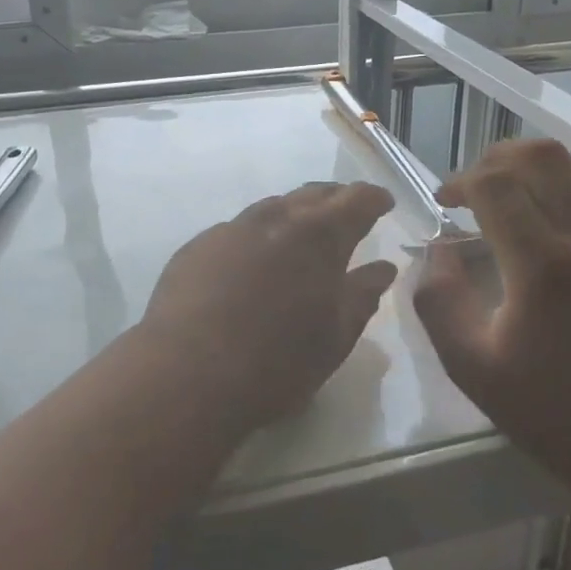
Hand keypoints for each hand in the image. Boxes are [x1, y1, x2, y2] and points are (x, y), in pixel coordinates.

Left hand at [140, 182, 398, 430]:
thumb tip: (382, 267)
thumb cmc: (277, 362)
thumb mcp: (335, 337)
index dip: (373, 198)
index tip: (383, 201)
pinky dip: (256, 237)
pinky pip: (236, 231)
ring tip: (300, 233)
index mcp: (319, 237)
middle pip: (312, 195)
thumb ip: (362, 295)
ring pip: (271, 208)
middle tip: (346, 211)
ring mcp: (231, 230)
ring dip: (292, 214)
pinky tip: (251, 261)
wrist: (187, 374)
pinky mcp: (197, 247)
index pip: (356, 201)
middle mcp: (275, 220)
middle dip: (334, 199)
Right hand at [412, 140, 570, 498]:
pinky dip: (561, 188)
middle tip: (470, 189)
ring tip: (504, 197)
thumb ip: (440, 300)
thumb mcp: (472, 367)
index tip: (443, 204)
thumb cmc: (552, 413)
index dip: (460, 182)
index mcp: (542, 265)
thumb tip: (438, 251)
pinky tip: (541, 223)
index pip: (496, 184)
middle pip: (541, 157)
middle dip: (494, 159)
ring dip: (531, 169)